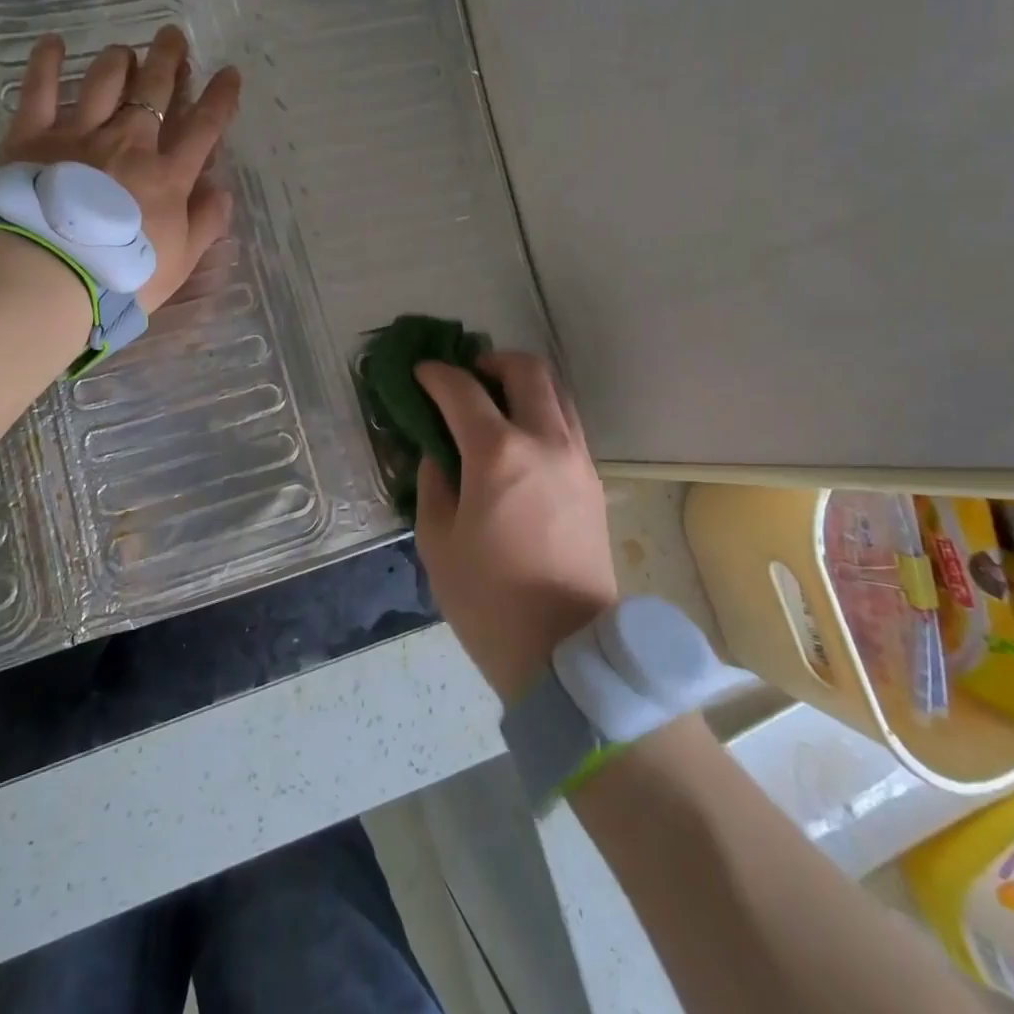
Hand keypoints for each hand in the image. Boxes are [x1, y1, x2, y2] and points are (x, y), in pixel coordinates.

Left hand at [0, 25, 240, 312]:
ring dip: (119, 60)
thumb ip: (205, 224)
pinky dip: (46, 62)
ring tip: (126, 50)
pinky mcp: (33, 136)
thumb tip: (222, 190)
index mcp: (167, 175)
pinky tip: (52, 43)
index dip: (220, 99)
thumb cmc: (123, 275)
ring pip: (104, 82)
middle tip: (174, 36)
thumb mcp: (180, 261)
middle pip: (154, 91)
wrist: (51, 274)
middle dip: (169, 60)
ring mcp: (80, 134)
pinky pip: (39, 89)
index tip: (230, 73)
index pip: (203, 128)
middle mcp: (129, 143)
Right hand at [414, 353, 618, 699]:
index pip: (463, 390)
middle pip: (527, 370)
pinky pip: (569, 425)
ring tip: (495, 404)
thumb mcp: (438, 540)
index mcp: (499, 454)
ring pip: (557, 393)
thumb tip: (437, 453)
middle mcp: (545, 442)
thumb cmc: (488, 599)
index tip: (420, 373)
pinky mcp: (594, 482)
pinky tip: (519, 442)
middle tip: (466, 379)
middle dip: (491, 361)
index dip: (436, 374)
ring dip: (524, 384)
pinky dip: (543, 413)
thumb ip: (433, 482)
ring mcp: (577, 459)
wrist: (566, 651)